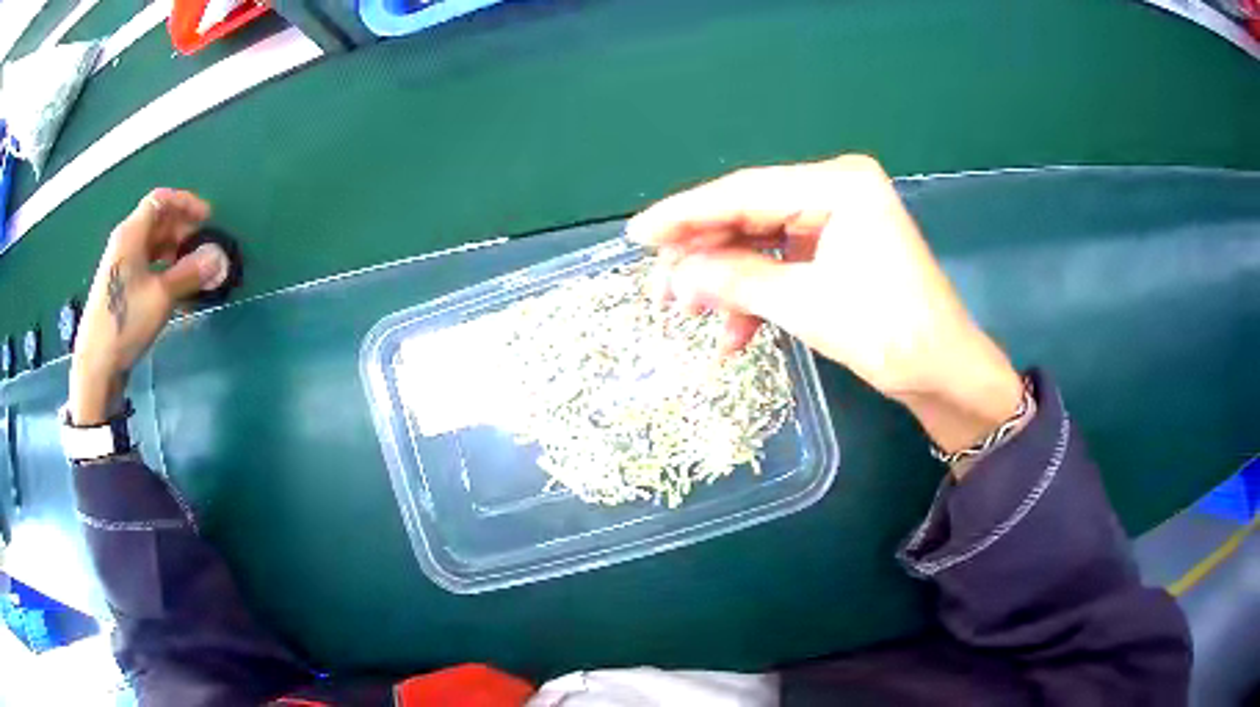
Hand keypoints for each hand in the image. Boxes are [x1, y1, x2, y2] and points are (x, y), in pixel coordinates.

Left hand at [69, 189, 217, 424]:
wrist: (96, 365)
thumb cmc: (125, 322)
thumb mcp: (161, 297)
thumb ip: (190, 273)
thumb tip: (219, 258)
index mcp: (131, 234)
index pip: (161, 200)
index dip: (186, 203)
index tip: (207, 218)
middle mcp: (124, 243)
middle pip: (157, 222)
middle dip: (182, 229)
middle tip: (203, 247)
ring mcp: (120, 267)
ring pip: (152, 246)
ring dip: (174, 251)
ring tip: (193, 269)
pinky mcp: (120, 289)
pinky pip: (146, 266)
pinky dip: (163, 269)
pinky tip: (174, 288)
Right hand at [626, 155, 1023, 458]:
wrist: (944, 373)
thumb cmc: (890, 334)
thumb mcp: (807, 306)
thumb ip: (736, 280)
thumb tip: (677, 272)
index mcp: (839, 184)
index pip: (745, 191)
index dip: (686, 214)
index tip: (637, 234)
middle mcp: (836, 189)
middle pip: (749, 213)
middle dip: (705, 255)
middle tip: (662, 289)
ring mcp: (837, 218)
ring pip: (760, 241)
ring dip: (727, 281)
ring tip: (692, 316)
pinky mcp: (837, 248)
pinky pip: (782, 263)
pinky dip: (756, 295)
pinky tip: (734, 332)